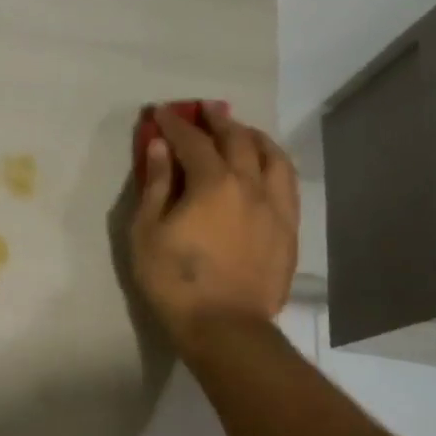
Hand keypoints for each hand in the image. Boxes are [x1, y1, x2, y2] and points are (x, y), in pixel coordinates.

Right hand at [129, 102, 298, 336]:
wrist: (224, 326)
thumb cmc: (174, 280)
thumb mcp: (147, 231)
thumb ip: (156, 184)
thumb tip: (161, 146)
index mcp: (213, 183)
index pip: (193, 141)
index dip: (175, 124)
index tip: (161, 112)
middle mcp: (251, 185)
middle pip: (237, 140)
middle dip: (218, 121)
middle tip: (204, 109)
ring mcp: (276, 207)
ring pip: (272, 157)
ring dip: (253, 137)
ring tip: (242, 131)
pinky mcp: (288, 230)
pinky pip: (286, 184)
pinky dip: (274, 164)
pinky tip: (266, 168)